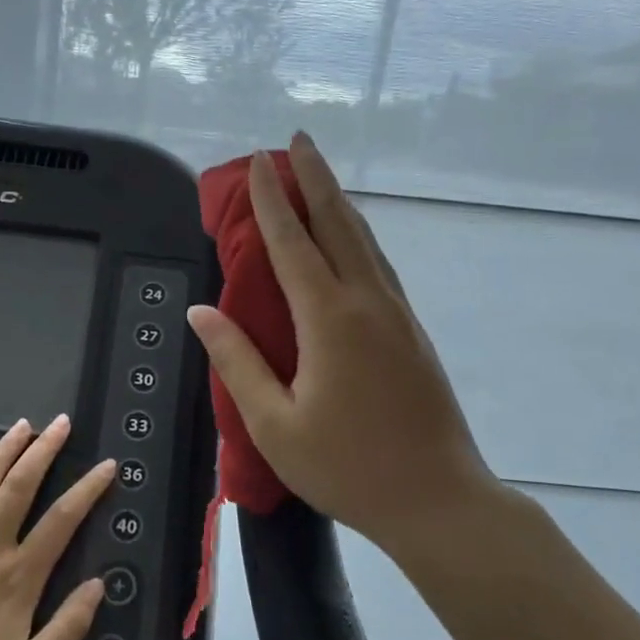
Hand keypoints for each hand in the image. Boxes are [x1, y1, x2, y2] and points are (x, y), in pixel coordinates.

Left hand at [0, 415, 109, 639]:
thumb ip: (68, 629)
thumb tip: (98, 584)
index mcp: (17, 578)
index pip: (61, 520)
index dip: (87, 489)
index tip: (106, 466)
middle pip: (18, 487)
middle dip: (43, 451)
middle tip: (60, 423)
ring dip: (2, 452)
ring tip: (22, 426)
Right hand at [186, 133, 519, 563]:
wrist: (438, 500)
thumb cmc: (347, 467)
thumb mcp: (275, 424)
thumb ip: (236, 361)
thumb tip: (200, 313)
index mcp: (329, 319)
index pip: (291, 243)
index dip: (272, 199)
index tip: (260, 159)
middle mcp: (367, 302)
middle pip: (338, 223)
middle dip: (316, 177)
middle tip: (299, 138)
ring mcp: (397, 314)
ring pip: (364, 241)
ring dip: (339, 201)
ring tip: (320, 175)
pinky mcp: (412, 331)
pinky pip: (379, 265)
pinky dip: (358, 236)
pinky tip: (352, 239)